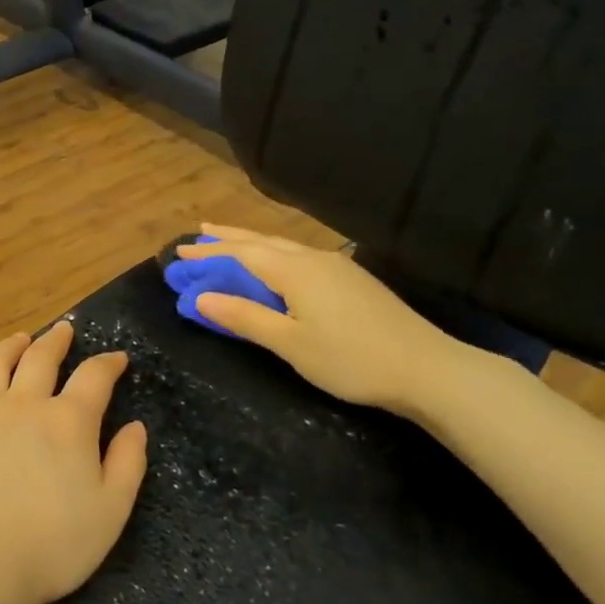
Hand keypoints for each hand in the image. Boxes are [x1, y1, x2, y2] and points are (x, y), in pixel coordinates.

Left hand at [0, 322, 148, 603]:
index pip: (94, 377)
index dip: (108, 363)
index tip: (117, 358)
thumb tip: (135, 427)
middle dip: (56, 341)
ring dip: (9, 347)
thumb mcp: (111, 511)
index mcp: (68, 421)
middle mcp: (23, 405)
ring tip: (18, 339)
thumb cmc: (53, 545)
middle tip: (64, 330)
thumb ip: (127, 464)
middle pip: (41, 358)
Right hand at [174, 224, 469, 415]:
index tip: (178, 252)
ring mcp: (337, 267)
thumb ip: (245, 317)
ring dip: (250, 242)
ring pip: (283, 246)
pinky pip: (299, 256)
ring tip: (227, 239)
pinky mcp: (352, 281)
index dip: (207, 254)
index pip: (240, 255)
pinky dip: (274, 254)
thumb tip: (200, 297)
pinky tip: (276, 261)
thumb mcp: (290, 343)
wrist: (427, 369)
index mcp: (295, 270)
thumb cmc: (351, 359)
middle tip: (197, 234)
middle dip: (226, 239)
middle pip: (261, 242)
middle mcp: (313, 259)